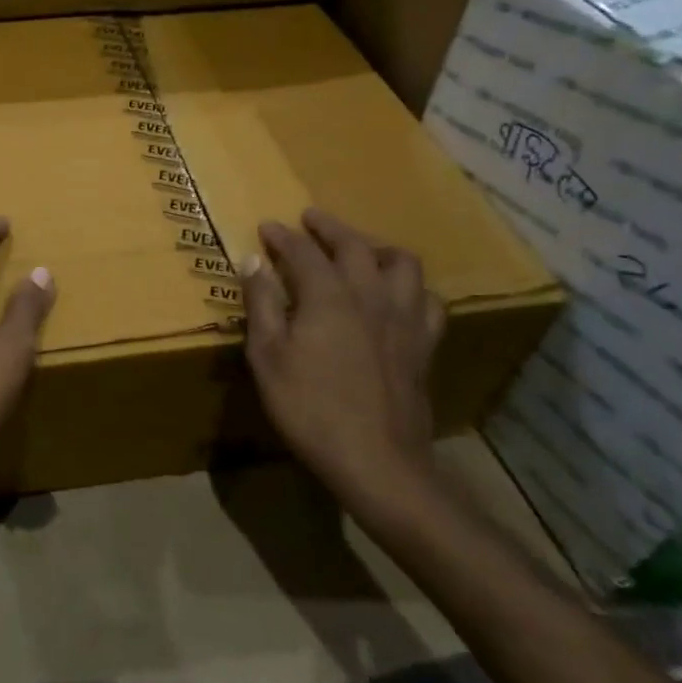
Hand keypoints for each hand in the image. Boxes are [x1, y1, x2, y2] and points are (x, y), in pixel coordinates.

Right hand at [238, 209, 444, 509]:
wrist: (377, 461)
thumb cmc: (309, 407)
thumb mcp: (267, 356)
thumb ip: (261, 304)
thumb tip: (253, 261)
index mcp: (329, 296)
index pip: (303, 251)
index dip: (283, 236)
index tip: (267, 227)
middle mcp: (371, 296)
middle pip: (356, 246)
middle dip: (331, 228)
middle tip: (311, 220)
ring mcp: (404, 320)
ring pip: (403, 265)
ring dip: (378, 248)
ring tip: (361, 250)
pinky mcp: (424, 346)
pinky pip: (428, 302)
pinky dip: (411, 288)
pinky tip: (398, 297)